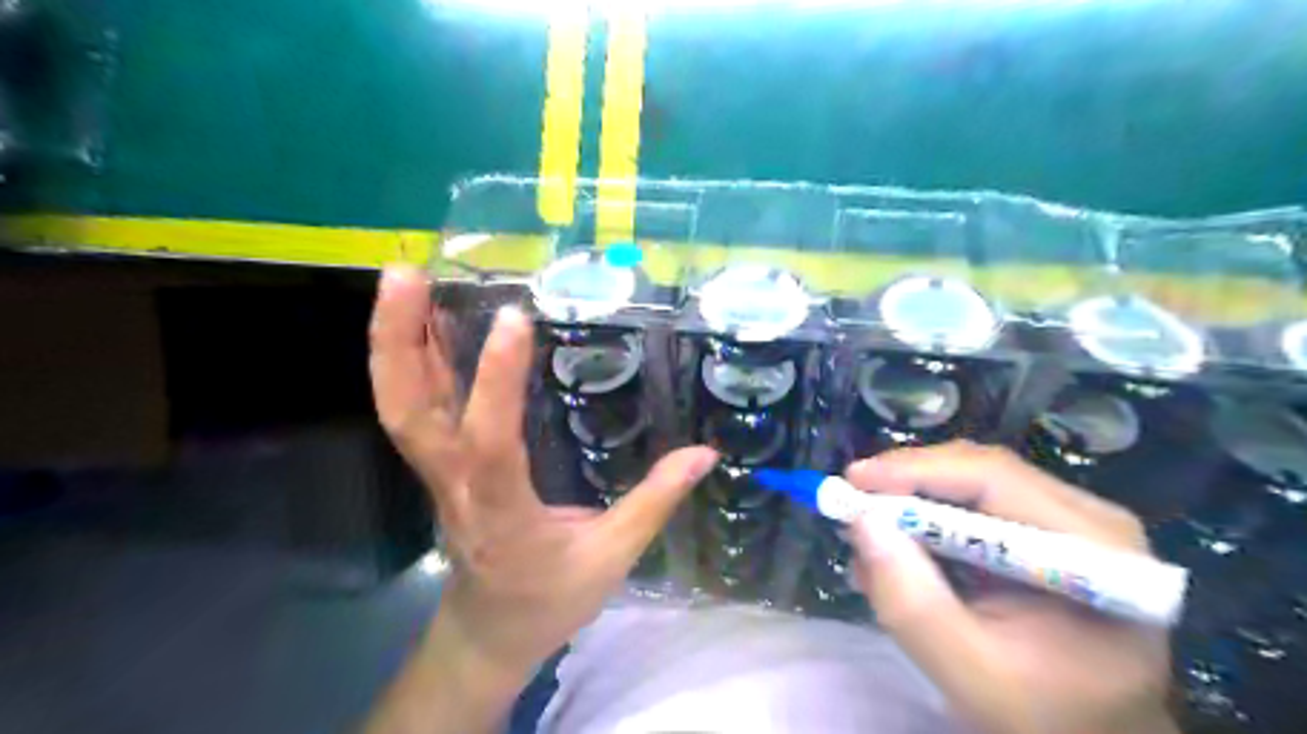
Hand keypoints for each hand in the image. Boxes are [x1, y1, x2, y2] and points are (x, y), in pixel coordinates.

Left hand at [365, 270, 713, 681]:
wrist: (490, 630)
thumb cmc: (549, 599)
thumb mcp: (610, 559)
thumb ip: (654, 502)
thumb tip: (703, 453)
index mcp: (502, 514)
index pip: (491, 444)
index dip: (497, 382)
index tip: (514, 319)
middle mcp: (457, 487)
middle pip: (408, 414)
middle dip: (399, 343)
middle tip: (407, 275)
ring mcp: (439, 476)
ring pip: (400, 407)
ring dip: (395, 341)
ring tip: (404, 278)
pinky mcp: (440, 467)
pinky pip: (418, 409)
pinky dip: (412, 359)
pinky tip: (423, 322)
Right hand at [849, 440, 1174, 733]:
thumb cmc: (1046, 720)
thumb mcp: (971, 674)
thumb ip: (913, 603)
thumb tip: (860, 522)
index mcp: (1096, 550)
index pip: (995, 479)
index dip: (917, 471)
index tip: (852, 480)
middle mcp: (1088, 519)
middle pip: (980, 472)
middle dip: (907, 486)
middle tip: (850, 504)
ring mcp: (1068, 523)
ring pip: (970, 485)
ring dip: (911, 505)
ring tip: (865, 537)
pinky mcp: (1042, 534)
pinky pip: (973, 507)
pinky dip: (925, 524)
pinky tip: (896, 553)